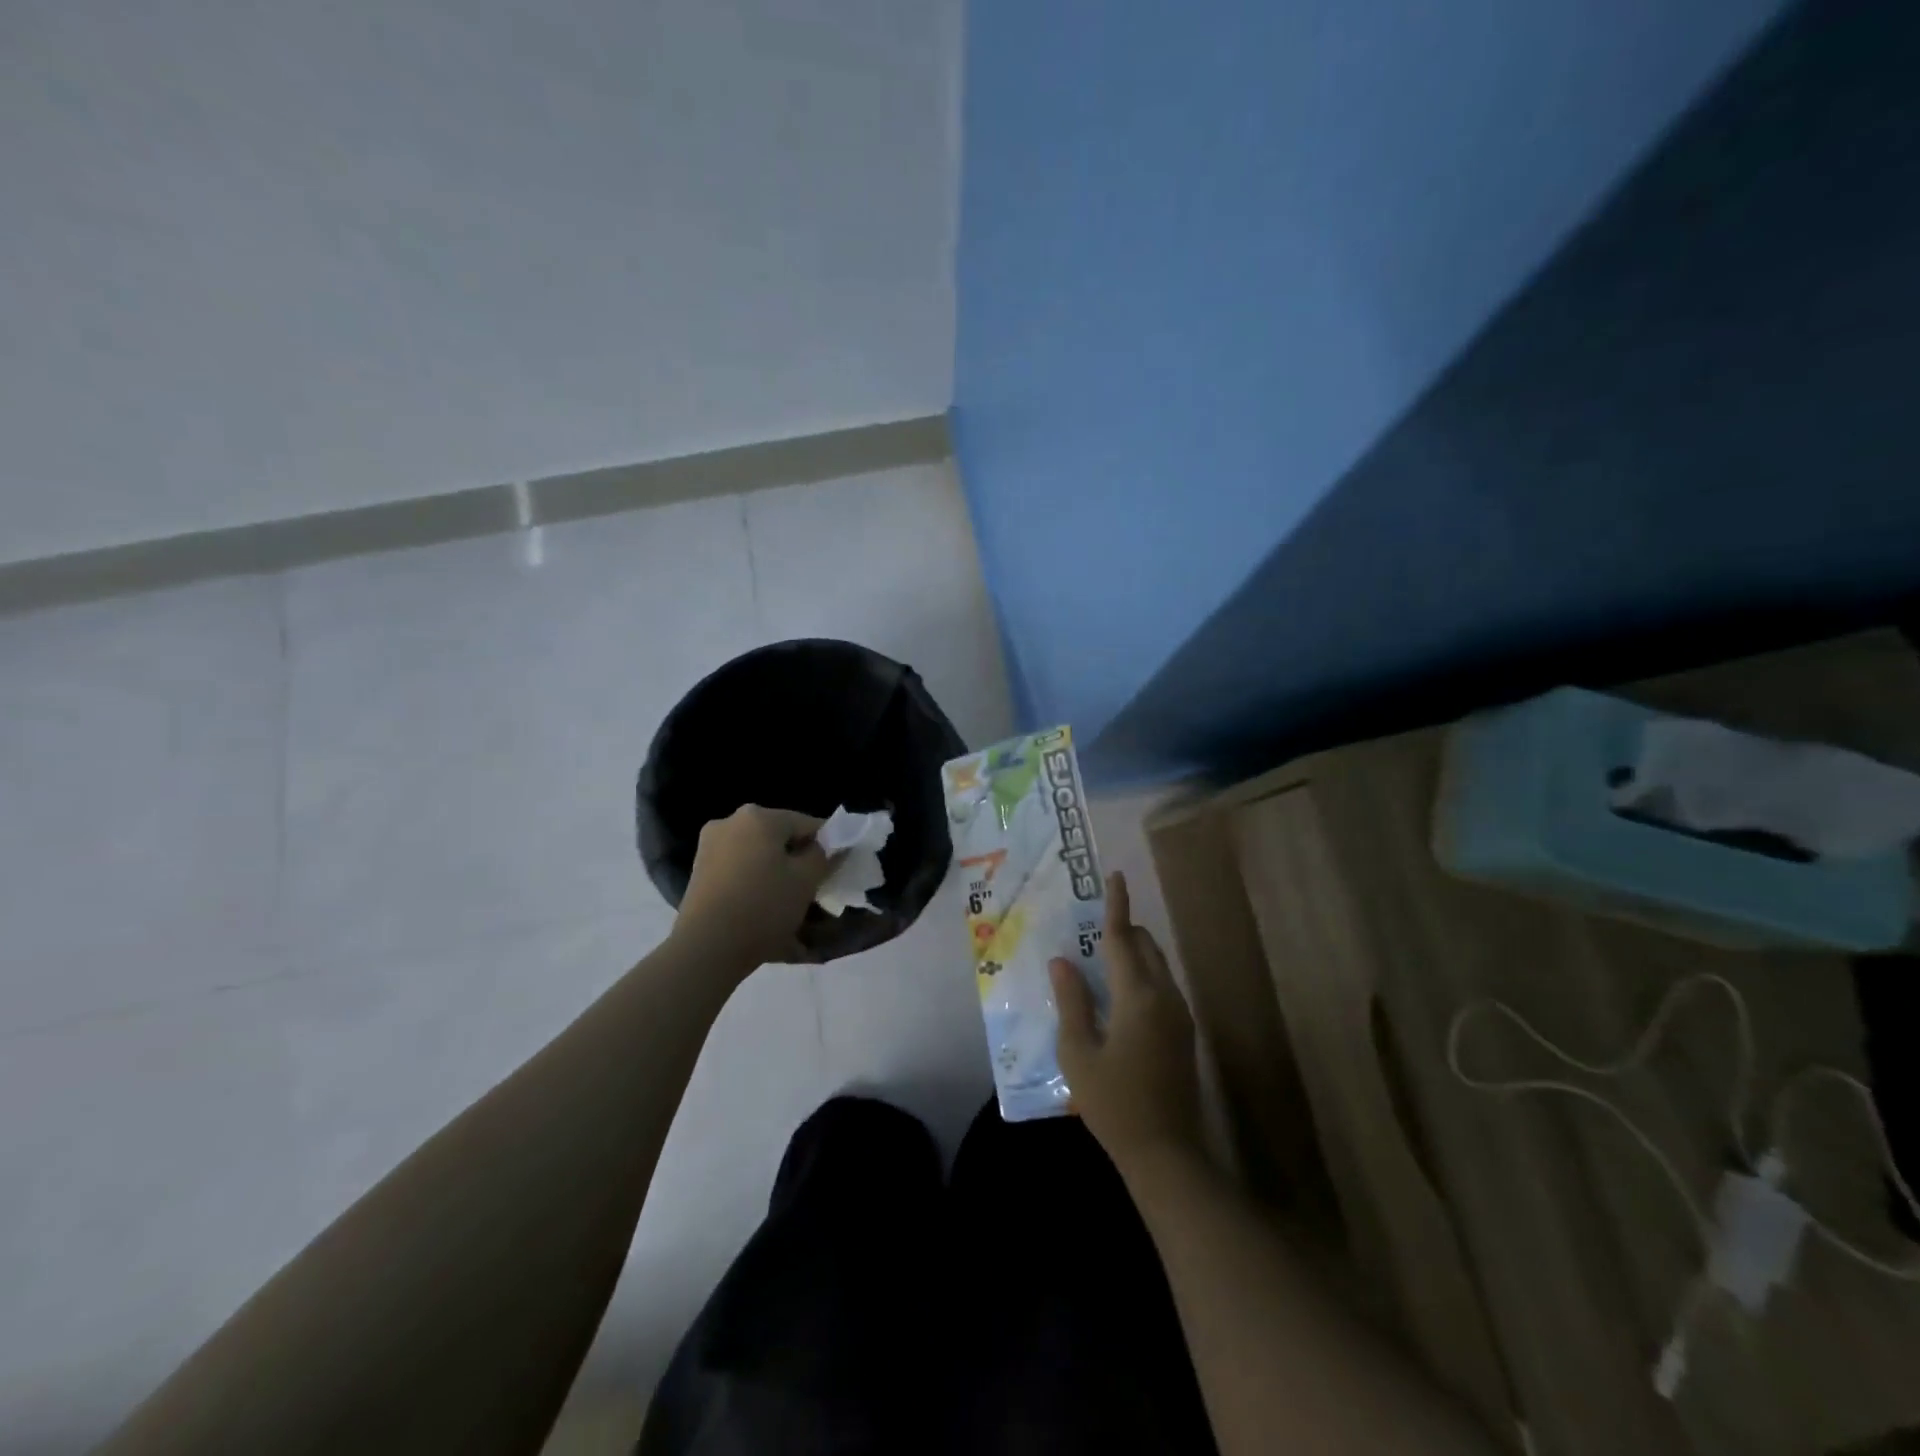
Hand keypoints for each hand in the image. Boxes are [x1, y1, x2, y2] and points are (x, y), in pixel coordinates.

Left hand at [675, 805, 830, 968]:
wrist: (706, 949)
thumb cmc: (763, 907)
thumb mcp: (806, 880)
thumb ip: (824, 856)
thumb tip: (830, 845)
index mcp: (759, 817)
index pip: (807, 823)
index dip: (827, 845)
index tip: (835, 870)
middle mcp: (730, 822)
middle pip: (779, 838)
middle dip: (798, 860)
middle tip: (812, 889)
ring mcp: (710, 846)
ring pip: (758, 854)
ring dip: (776, 873)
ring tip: (788, 905)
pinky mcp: (699, 872)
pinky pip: (739, 870)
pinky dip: (754, 884)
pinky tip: (763, 910)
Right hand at [1051, 871, 1204, 1172]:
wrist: (1167, 1154)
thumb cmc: (1114, 1103)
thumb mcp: (1078, 1053)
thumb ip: (1072, 1001)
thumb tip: (1062, 960)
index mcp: (1137, 997)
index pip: (1122, 939)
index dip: (1116, 906)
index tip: (1115, 876)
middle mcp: (1165, 997)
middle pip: (1146, 946)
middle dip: (1123, 930)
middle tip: (1091, 931)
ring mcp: (1180, 1016)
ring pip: (1158, 965)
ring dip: (1134, 953)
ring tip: (1100, 962)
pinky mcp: (1184, 1033)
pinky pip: (1163, 986)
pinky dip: (1142, 975)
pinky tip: (1118, 997)